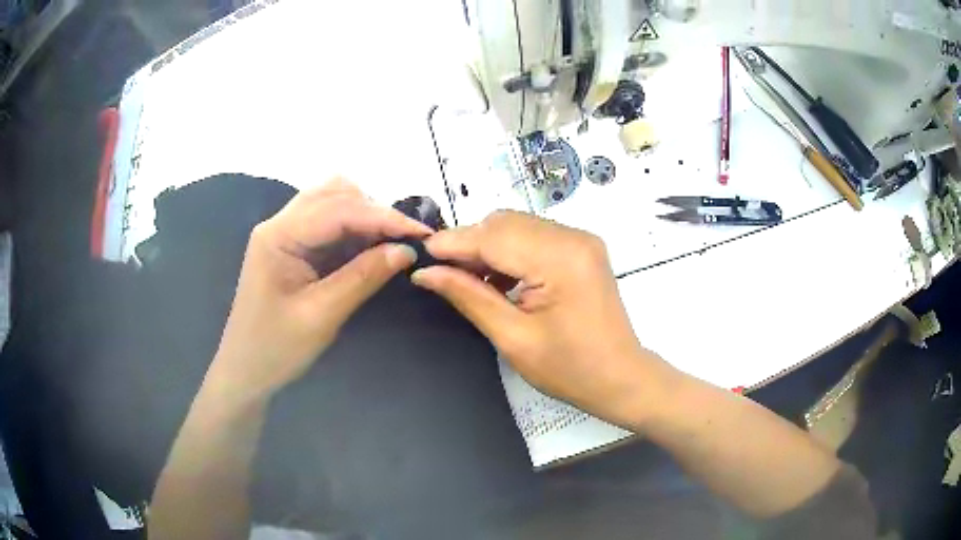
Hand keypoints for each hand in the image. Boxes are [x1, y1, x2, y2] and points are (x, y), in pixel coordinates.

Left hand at [211, 179, 431, 398]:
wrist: (246, 371)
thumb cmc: (276, 348)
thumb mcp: (322, 315)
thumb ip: (363, 278)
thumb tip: (406, 251)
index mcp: (279, 235)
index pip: (338, 209)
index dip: (383, 216)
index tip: (421, 232)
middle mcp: (280, 223)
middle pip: (334, 193)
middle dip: (374, 210)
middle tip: (407, 239)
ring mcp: (285, 233)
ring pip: (332, 202)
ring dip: (365, 215)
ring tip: (392, 241)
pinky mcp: (293, 246)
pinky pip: (329, 223)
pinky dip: (355, 229)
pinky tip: (373, 245)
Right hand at [411, 211, 676, 428]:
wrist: (620, 377)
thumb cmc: (569, 369)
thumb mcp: (512, 337)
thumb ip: (468, 296)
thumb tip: (426, 273)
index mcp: (559, 259)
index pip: (493, 236)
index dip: (453, 243)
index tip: (420, 255)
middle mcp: (573, 237)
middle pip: (505, 223)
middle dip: (469, 243)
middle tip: (443, 273)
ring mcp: (580, 239)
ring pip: (517, 226)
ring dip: (488, 247)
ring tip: (468, 279)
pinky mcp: (582, 248)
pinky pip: (534, 237)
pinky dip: (510, 251)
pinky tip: (497, 278)